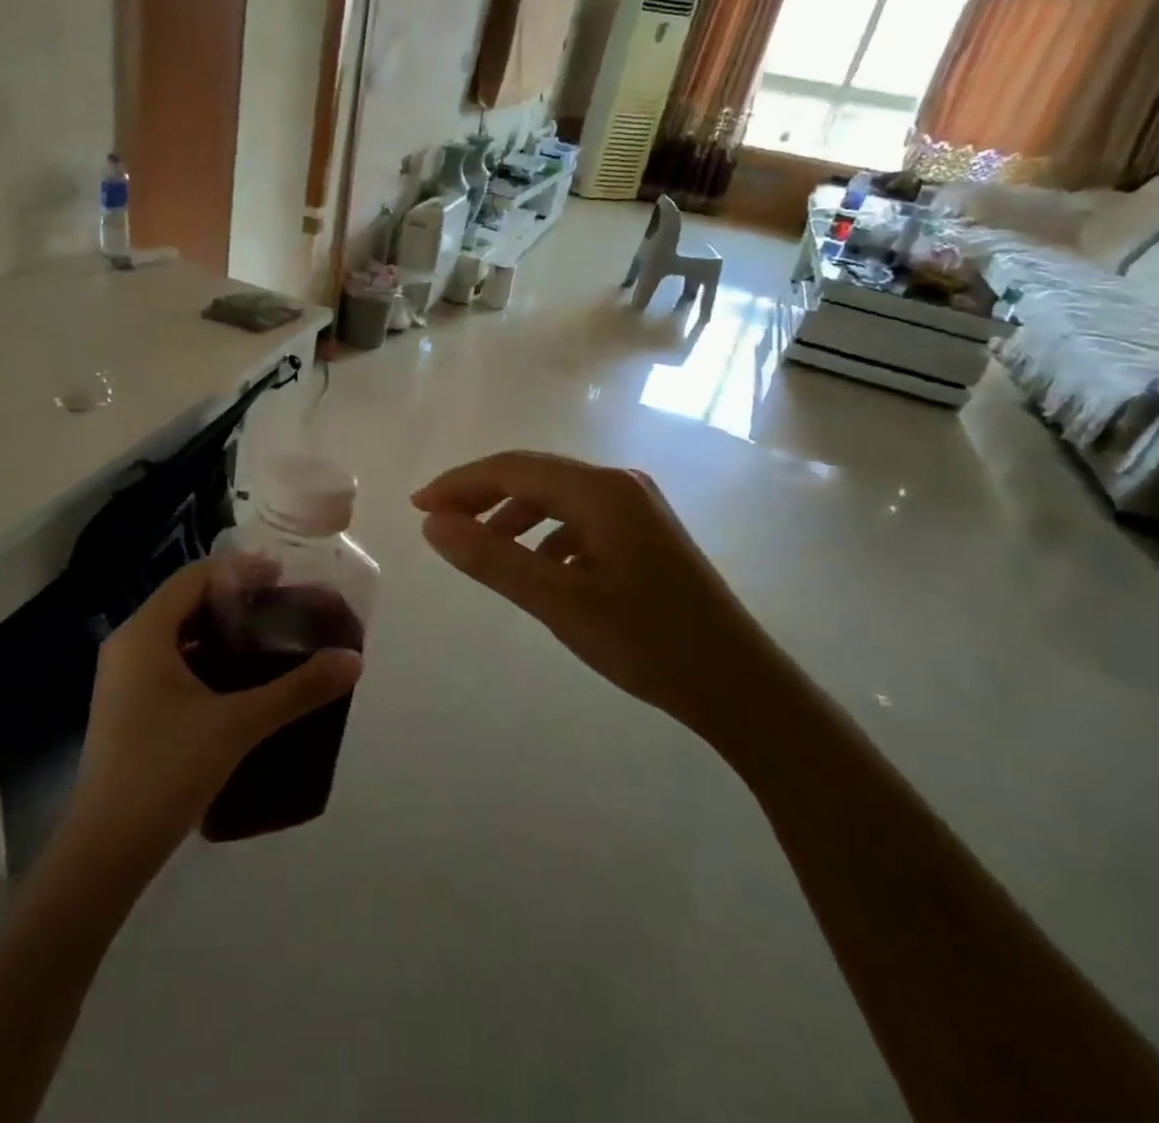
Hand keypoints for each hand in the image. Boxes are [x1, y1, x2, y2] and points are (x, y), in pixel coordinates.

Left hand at [63, 562, 363, 865]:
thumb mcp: (238, 725)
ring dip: (219, 631)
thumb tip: (352, 660)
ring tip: (268, 640)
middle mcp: (128, 644)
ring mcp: (123, 677)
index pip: (193, 577)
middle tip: (282, 608)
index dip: (239, 570)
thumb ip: (297, 690)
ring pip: (177, 634)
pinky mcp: (127, 706)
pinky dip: (204, 658)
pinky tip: (238, 681)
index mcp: (144, 633)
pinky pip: (169, 662)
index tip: (283, 578)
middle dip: (234, 600)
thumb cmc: (167, 770)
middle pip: (185, 602)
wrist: (107, 850)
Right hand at [412, 451, 779, 730]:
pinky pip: (577, 520)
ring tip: (479, 547)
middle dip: (480, 495)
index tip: (417, 508)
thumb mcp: (559, 603)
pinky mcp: (643, 534)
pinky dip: (544, 535)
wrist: (740, 688)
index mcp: (600, 491)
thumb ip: (491, 559)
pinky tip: (535, 568)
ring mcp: (636, 507)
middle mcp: (619, 484)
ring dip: (510, 515)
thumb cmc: (648, 643)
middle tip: (437, 523)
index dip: (459, 484)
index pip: (512, 469)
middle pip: (532, 476)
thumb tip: (431, 524)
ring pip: (554, 497)